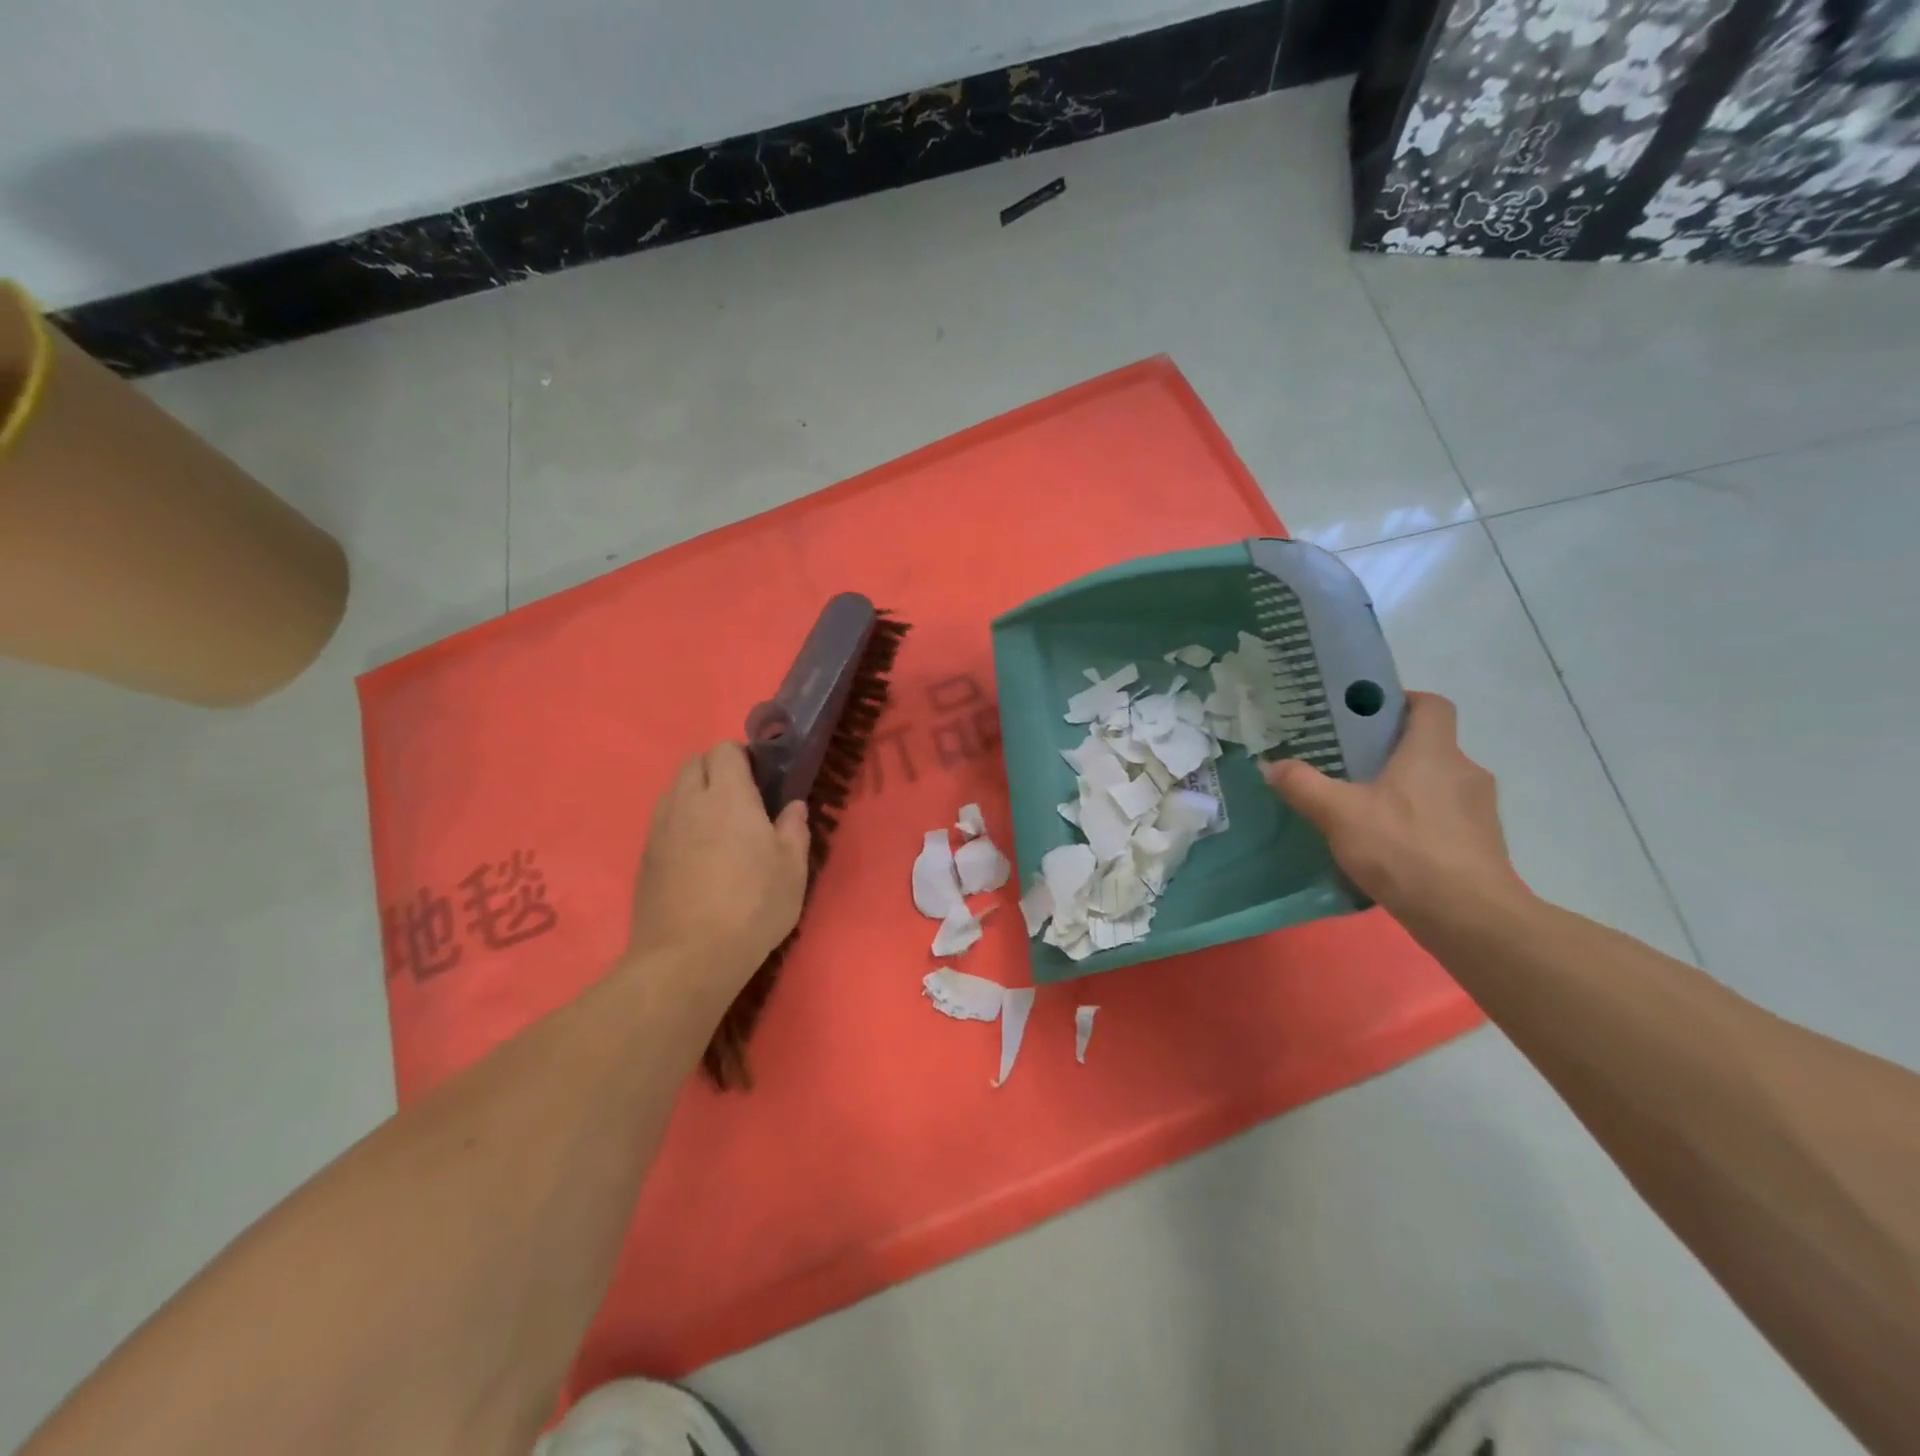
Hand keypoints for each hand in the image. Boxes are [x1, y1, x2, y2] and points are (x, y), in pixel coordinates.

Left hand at [627, 742, 810, 994]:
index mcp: (728, 796)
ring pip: (674, 791)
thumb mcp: (792, 869)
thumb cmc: (752, 906)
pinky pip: (664, 821)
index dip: (743, 756)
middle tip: (742, 799)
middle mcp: (688, 802)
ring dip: (695, 794)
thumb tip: (792, 807)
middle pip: (694, 763)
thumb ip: (794, 829)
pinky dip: (681, 823)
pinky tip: (698, 856)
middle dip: (716, 769)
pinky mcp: (645, 857)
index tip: (761, 778)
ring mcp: (660, 829)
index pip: (725, 750)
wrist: (688, 957)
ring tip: (718, 827)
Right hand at [1261, 691, 1519, 922]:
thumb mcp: (1338, 814)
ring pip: (1439, 784)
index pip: (1431, 705)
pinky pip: (1447, 818)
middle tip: (1352, 766)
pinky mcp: (1484, 844)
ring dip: (1408, 789)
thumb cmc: (1403, 848)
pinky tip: (1392, 846)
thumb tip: (1271, 765)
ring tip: (1367, 810)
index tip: (1369, 715)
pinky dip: (1422, 822)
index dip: (1403, 702)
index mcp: (1433, 752)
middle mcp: (1465, 771)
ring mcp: (1480, 810)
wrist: (1468, 916)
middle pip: (1431, 746)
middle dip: (1393, 752)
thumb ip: (1302, 785)